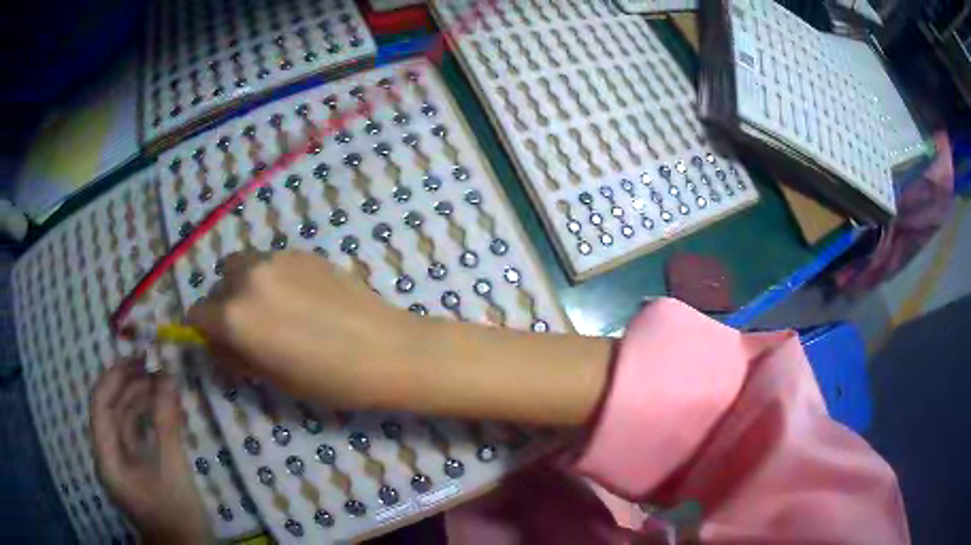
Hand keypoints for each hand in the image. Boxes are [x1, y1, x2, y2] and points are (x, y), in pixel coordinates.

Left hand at [90, 360, 208, 544]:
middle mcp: (109, 456)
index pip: (100, 404)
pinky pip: (137, 435)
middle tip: (157, 368)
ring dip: (142, 401)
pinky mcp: (137, 469)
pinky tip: (165, 410)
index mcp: (107, 457)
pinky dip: (149, 419)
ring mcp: (122, 464)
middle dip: (131, 386)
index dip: (115, 376)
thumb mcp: (172, 469)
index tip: (138, 358)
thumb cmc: (176, 515)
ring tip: (165, 386)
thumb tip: (168, 375)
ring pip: (125, 421)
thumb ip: (166, 421)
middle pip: (113, 410)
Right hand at [187, 251, 422, 410]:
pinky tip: (301, 298)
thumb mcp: (272, 378)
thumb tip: (216, 342)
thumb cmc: (329, 379)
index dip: (204, 333)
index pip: (196, 315)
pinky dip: (270, 278)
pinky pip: (270, 262)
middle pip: (217, 285)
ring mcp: (276, 259)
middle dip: (224, 307)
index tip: (220, 344)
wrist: (387, 350)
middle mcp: (248, 278)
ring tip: (273, 310)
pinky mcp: (302, 252)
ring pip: (242, 266)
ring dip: (244, 286)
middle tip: (250, 330)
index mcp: (234, 316)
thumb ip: (237, 355)